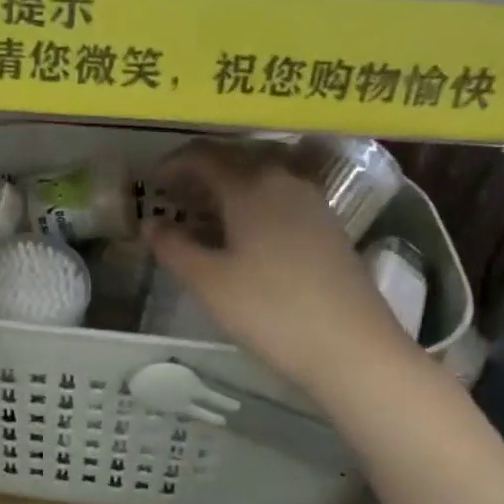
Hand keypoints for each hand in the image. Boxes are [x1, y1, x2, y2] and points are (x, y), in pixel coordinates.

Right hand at [145, 140, 415, 394]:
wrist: (352, 347)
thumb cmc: (270, 310)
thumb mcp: (209, 282)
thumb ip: (174, 248)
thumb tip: (151, 224)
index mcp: (251, 186)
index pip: (204, 156)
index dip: (173, 164)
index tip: (151, 182)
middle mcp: (284, 181)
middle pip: (236, 160)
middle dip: (200, 173)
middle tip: (173, 197)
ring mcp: (312, 203)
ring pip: (261, 179)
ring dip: (228, 189)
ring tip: (204, 217)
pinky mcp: (328, 227)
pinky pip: (280, 199)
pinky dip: (253, 205)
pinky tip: (243, 236)